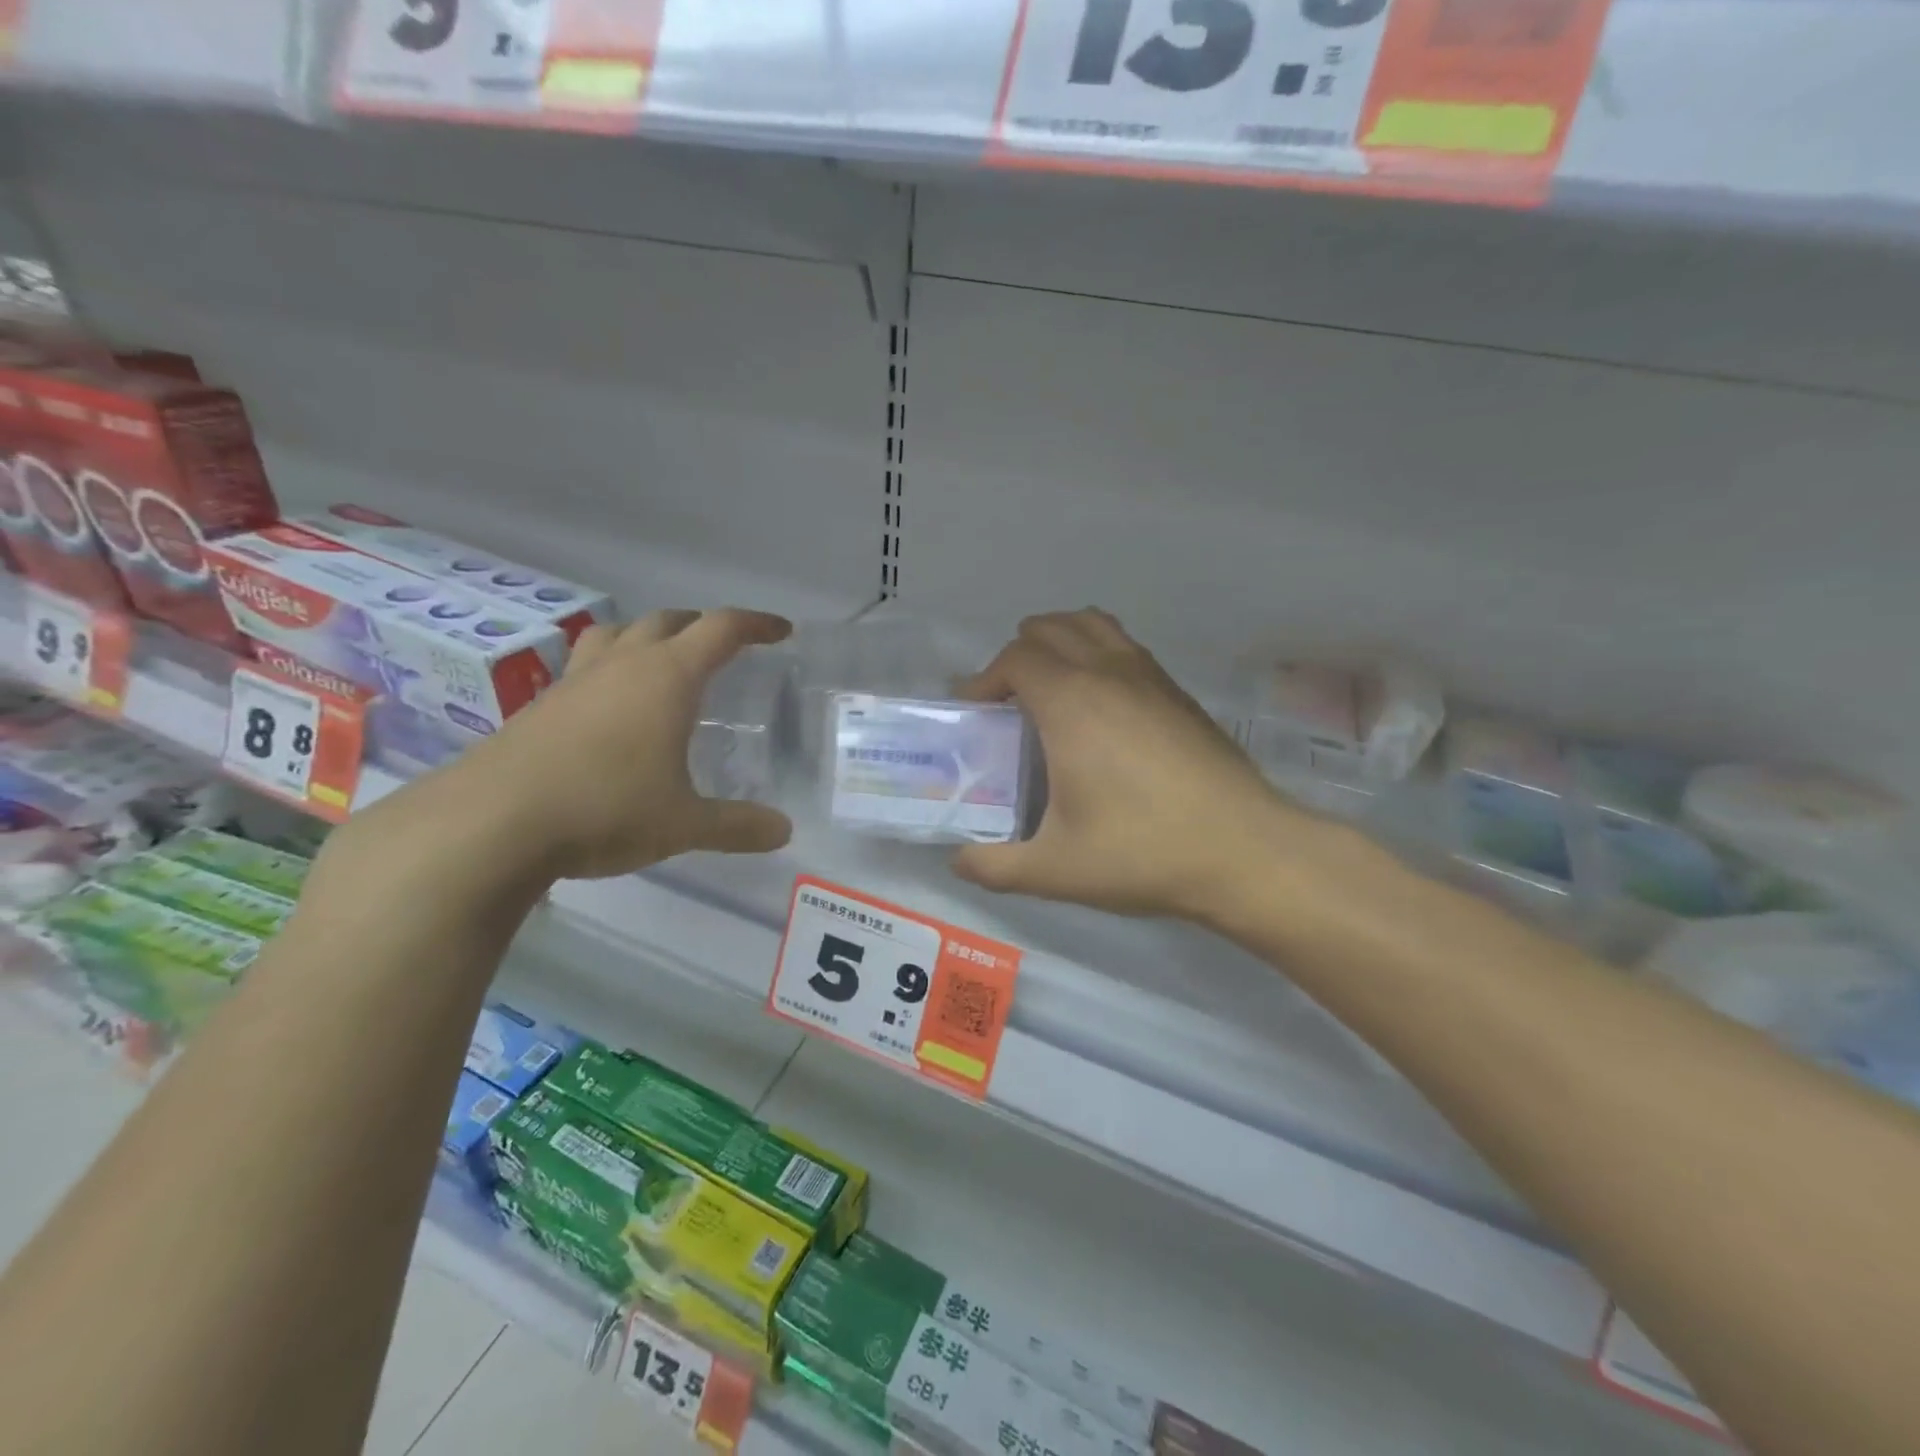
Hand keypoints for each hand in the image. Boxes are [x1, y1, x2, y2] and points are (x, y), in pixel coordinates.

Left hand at [428, 608, 792, 881]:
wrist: (490, 823)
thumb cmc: (604, 810)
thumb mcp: (684, 824)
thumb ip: (737, 825)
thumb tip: (783, 831)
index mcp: (666, 678)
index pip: (721, 629)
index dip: (756, 625)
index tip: (781, 631)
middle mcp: (621, 666)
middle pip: (668, 621)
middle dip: (702, 625)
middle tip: (724, 647)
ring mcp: (574, 682)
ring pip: (617, 634)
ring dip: (648, 636)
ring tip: (663, 661)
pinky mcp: (539, 706)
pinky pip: (585, 667)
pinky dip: (610, 670)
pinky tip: (611, 710)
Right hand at [951, 609, 1304, 921]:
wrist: (1245, 850)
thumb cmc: (1142, 852)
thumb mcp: (1056, 870)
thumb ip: (995, 867)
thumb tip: (959, 862)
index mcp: (1070, 703)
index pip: (1014, 658)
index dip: (984, 679)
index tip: (975, 712)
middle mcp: (1108, 673)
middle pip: (1050, 629)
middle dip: (1017, 655)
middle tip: (1007, 702)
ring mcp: (1150, 677)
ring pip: (1094, 625)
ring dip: (1061, 641)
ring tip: (1050, 686)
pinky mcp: (1179, 692)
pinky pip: (1126, 646)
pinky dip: (1098, 653)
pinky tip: (1102, 705)